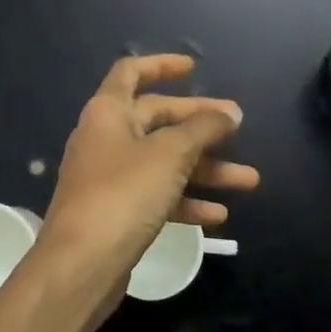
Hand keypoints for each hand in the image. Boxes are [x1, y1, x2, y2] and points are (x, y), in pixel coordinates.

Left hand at [34, 54, 259, 299]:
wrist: (81, 266)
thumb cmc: (124, 194)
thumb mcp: (170, 154)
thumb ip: (203, 129)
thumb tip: (230, 112)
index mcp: (108, 113)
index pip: (132, 73)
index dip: (162, 65)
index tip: (195, 69)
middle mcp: (107, 139)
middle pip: (158, 120)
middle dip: (201, 126)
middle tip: (239, 129)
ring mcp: (111, 178)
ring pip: (165, 162)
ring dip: (206, 169)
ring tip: (249, 180)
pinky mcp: (118, 213)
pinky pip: (158, 196)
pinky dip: (187, 201)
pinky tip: (218, 215)